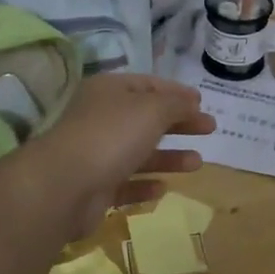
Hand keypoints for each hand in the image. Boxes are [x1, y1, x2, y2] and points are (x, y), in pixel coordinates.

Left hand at [26, 74, 215, 230]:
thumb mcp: (152, 109)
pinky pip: (125, 184)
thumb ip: (176, 104)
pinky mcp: (94, 188)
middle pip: (146, 118)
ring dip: (168, 157)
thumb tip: (190, 101)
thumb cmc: (112, 135)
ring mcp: (96, 154)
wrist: (64, 185)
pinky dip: (144, 186)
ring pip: (138, 153)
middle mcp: (101, 118)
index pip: (148, 84)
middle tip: (210, 129)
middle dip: (179, 123)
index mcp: (109, 91)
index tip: (202, 102)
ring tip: (198, 163)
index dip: (176, 92)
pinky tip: (163, 189)